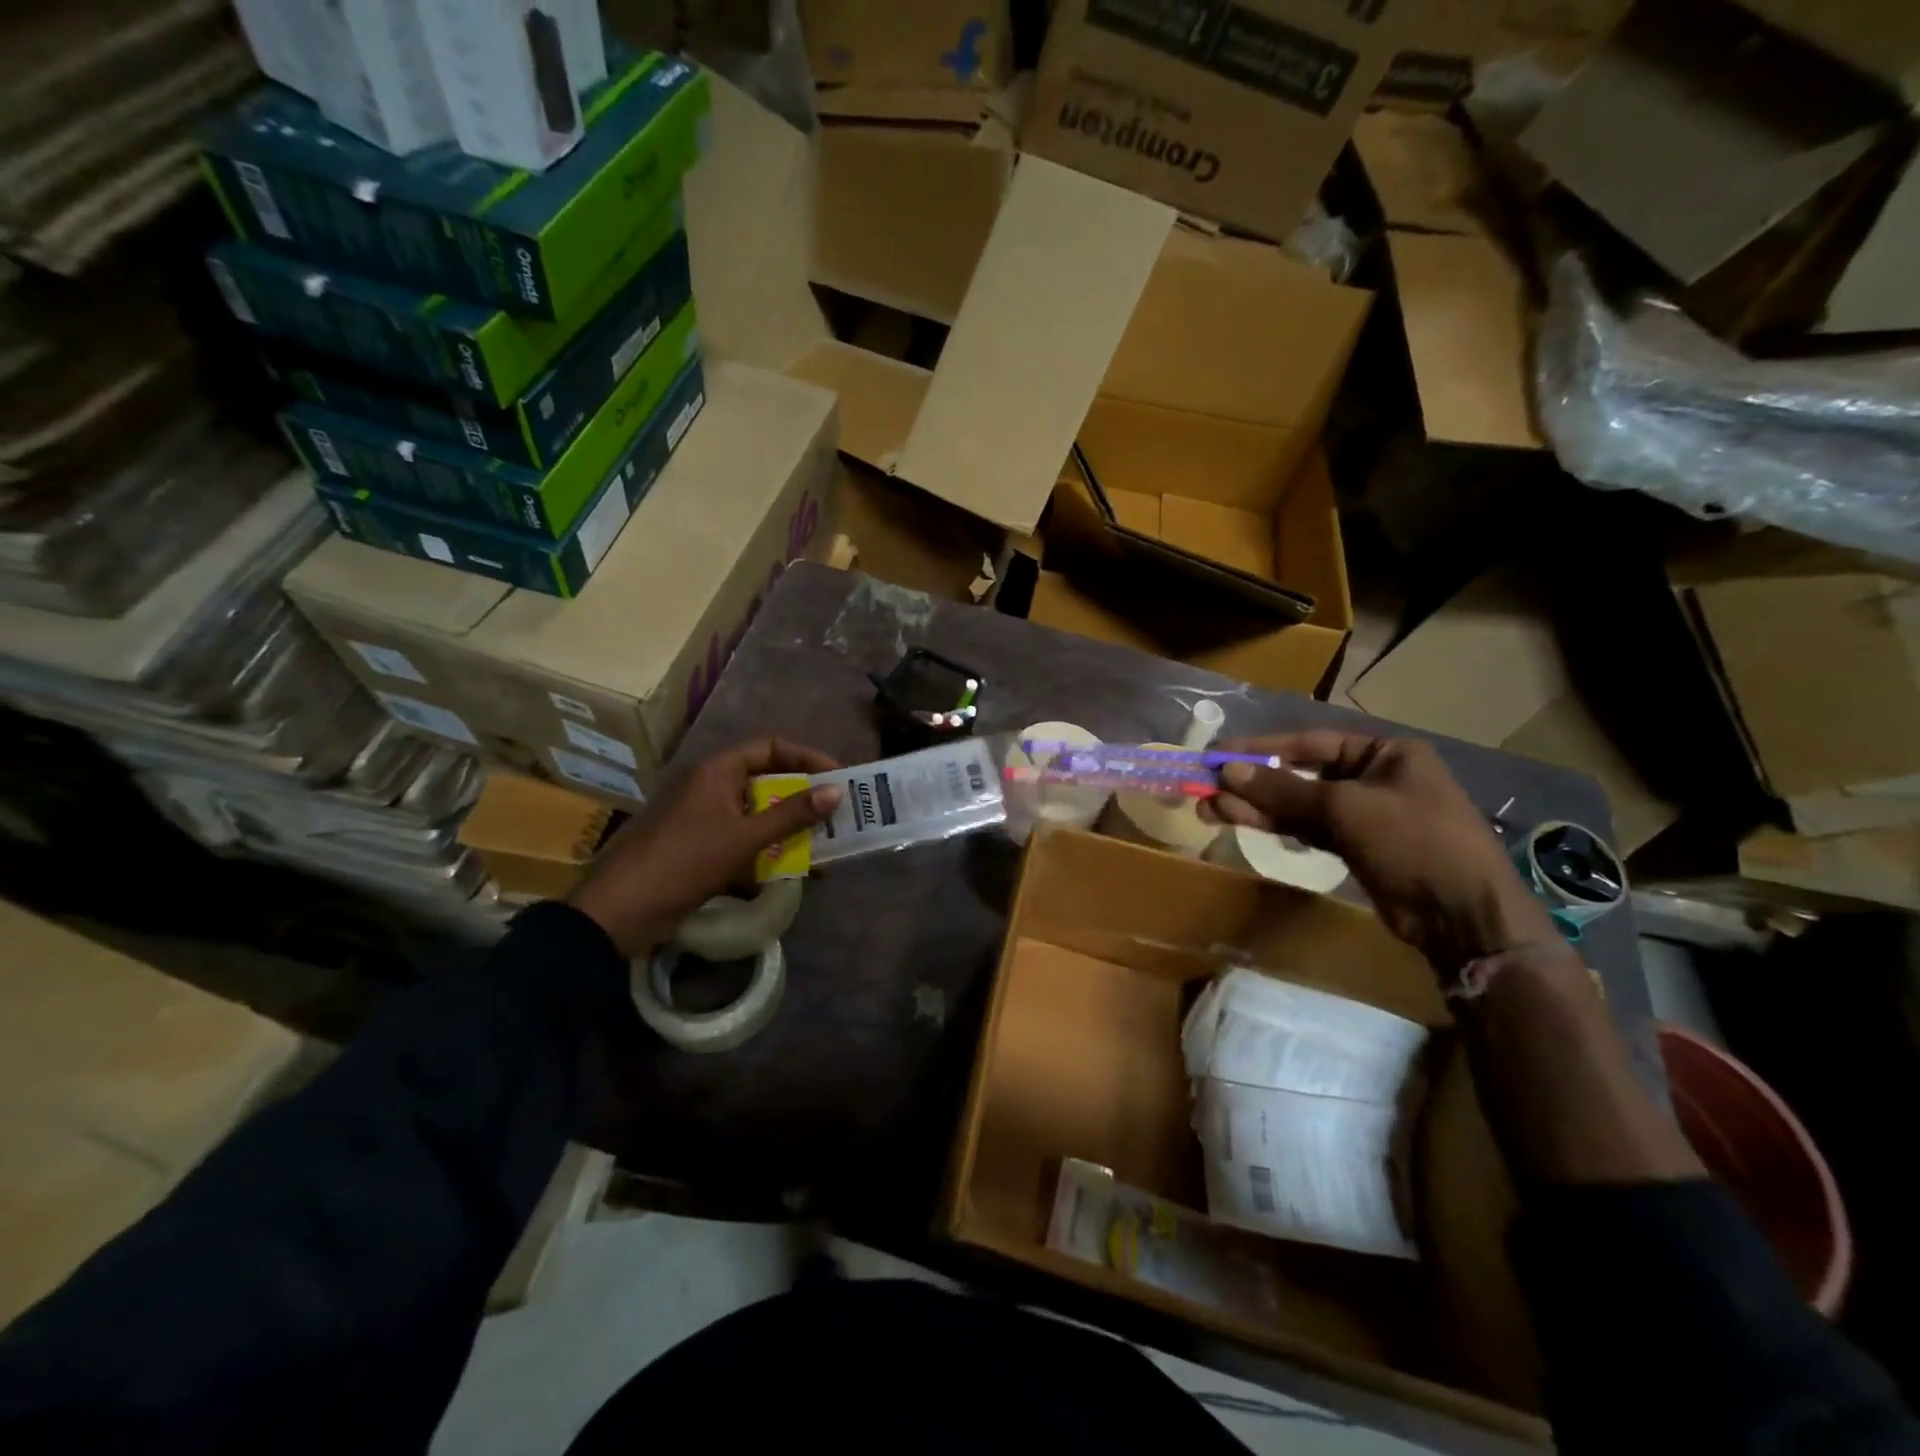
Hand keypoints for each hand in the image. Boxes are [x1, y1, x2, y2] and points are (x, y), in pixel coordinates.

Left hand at [568, 737, 843, 957]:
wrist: (623, 910)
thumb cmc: (686, 861)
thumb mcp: (745, 836)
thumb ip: (792, 814)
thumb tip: (836, 791)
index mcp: (717, 770)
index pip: (770, 746)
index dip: (806, 757)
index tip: (837, 777)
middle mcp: (711, 786)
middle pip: (766, 778)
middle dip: (803, 795)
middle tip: (836, 812)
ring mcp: (704, 817)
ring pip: (757, 811)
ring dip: (789, 825)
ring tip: (823, 841)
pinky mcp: (701, 846)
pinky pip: (744, 837)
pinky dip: (769, 847)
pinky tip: (792, 868)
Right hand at [1200, 730, 1556, 970]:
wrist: (1462, 918)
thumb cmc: (1413, 842)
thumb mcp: (1346, 808)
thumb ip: (1284, 788)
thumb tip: (1228, 771)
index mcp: (1384, 753)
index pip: (1309, 743)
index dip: (1260, 749)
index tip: (1217, 756)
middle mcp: (1372, 777)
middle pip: (1298, 775)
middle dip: (1252, 783)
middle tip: (1205, 790)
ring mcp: (1363, 814)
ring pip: (1298, 805)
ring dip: (1256, 807)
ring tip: (1209, 810)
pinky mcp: (1355, 846)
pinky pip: (1307, 828)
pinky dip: (1277, 825)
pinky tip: (1242, 822)